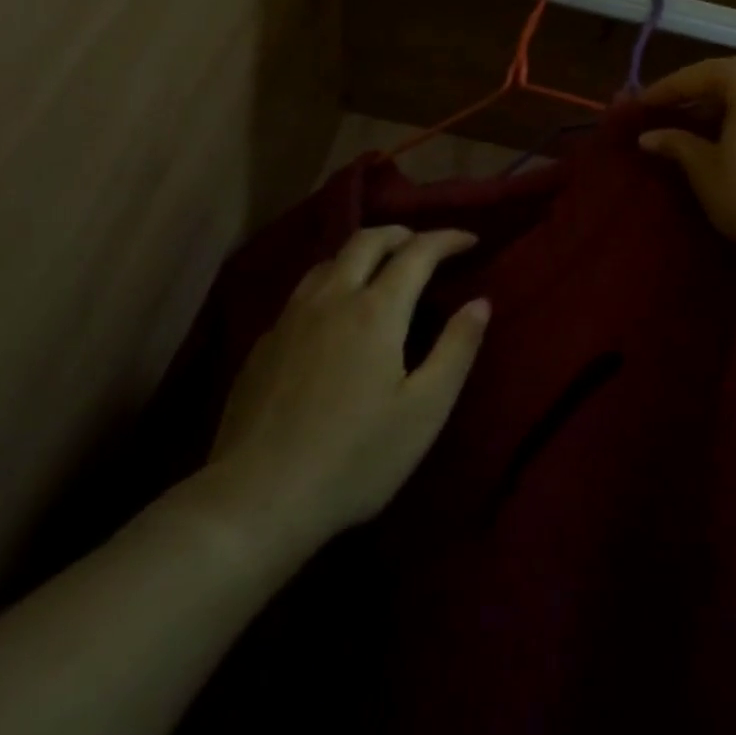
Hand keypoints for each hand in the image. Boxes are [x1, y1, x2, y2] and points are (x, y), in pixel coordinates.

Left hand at [188, 227, 489, 553]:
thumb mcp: (424, 410)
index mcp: (375, 310)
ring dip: (362, 253)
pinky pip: (303, 292)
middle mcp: (331, 298)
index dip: (447, 239)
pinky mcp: (264, 344)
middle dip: (402, 234)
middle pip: (367, 240)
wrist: (255, 500)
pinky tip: (333, 316)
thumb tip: (480, 302)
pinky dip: (331, 284)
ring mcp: (291, 318)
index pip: (417, 252)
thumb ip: (456, 349)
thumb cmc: (355, 458)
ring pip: (329, 261)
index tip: (470, 240)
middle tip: (425, 247)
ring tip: (380, 271)